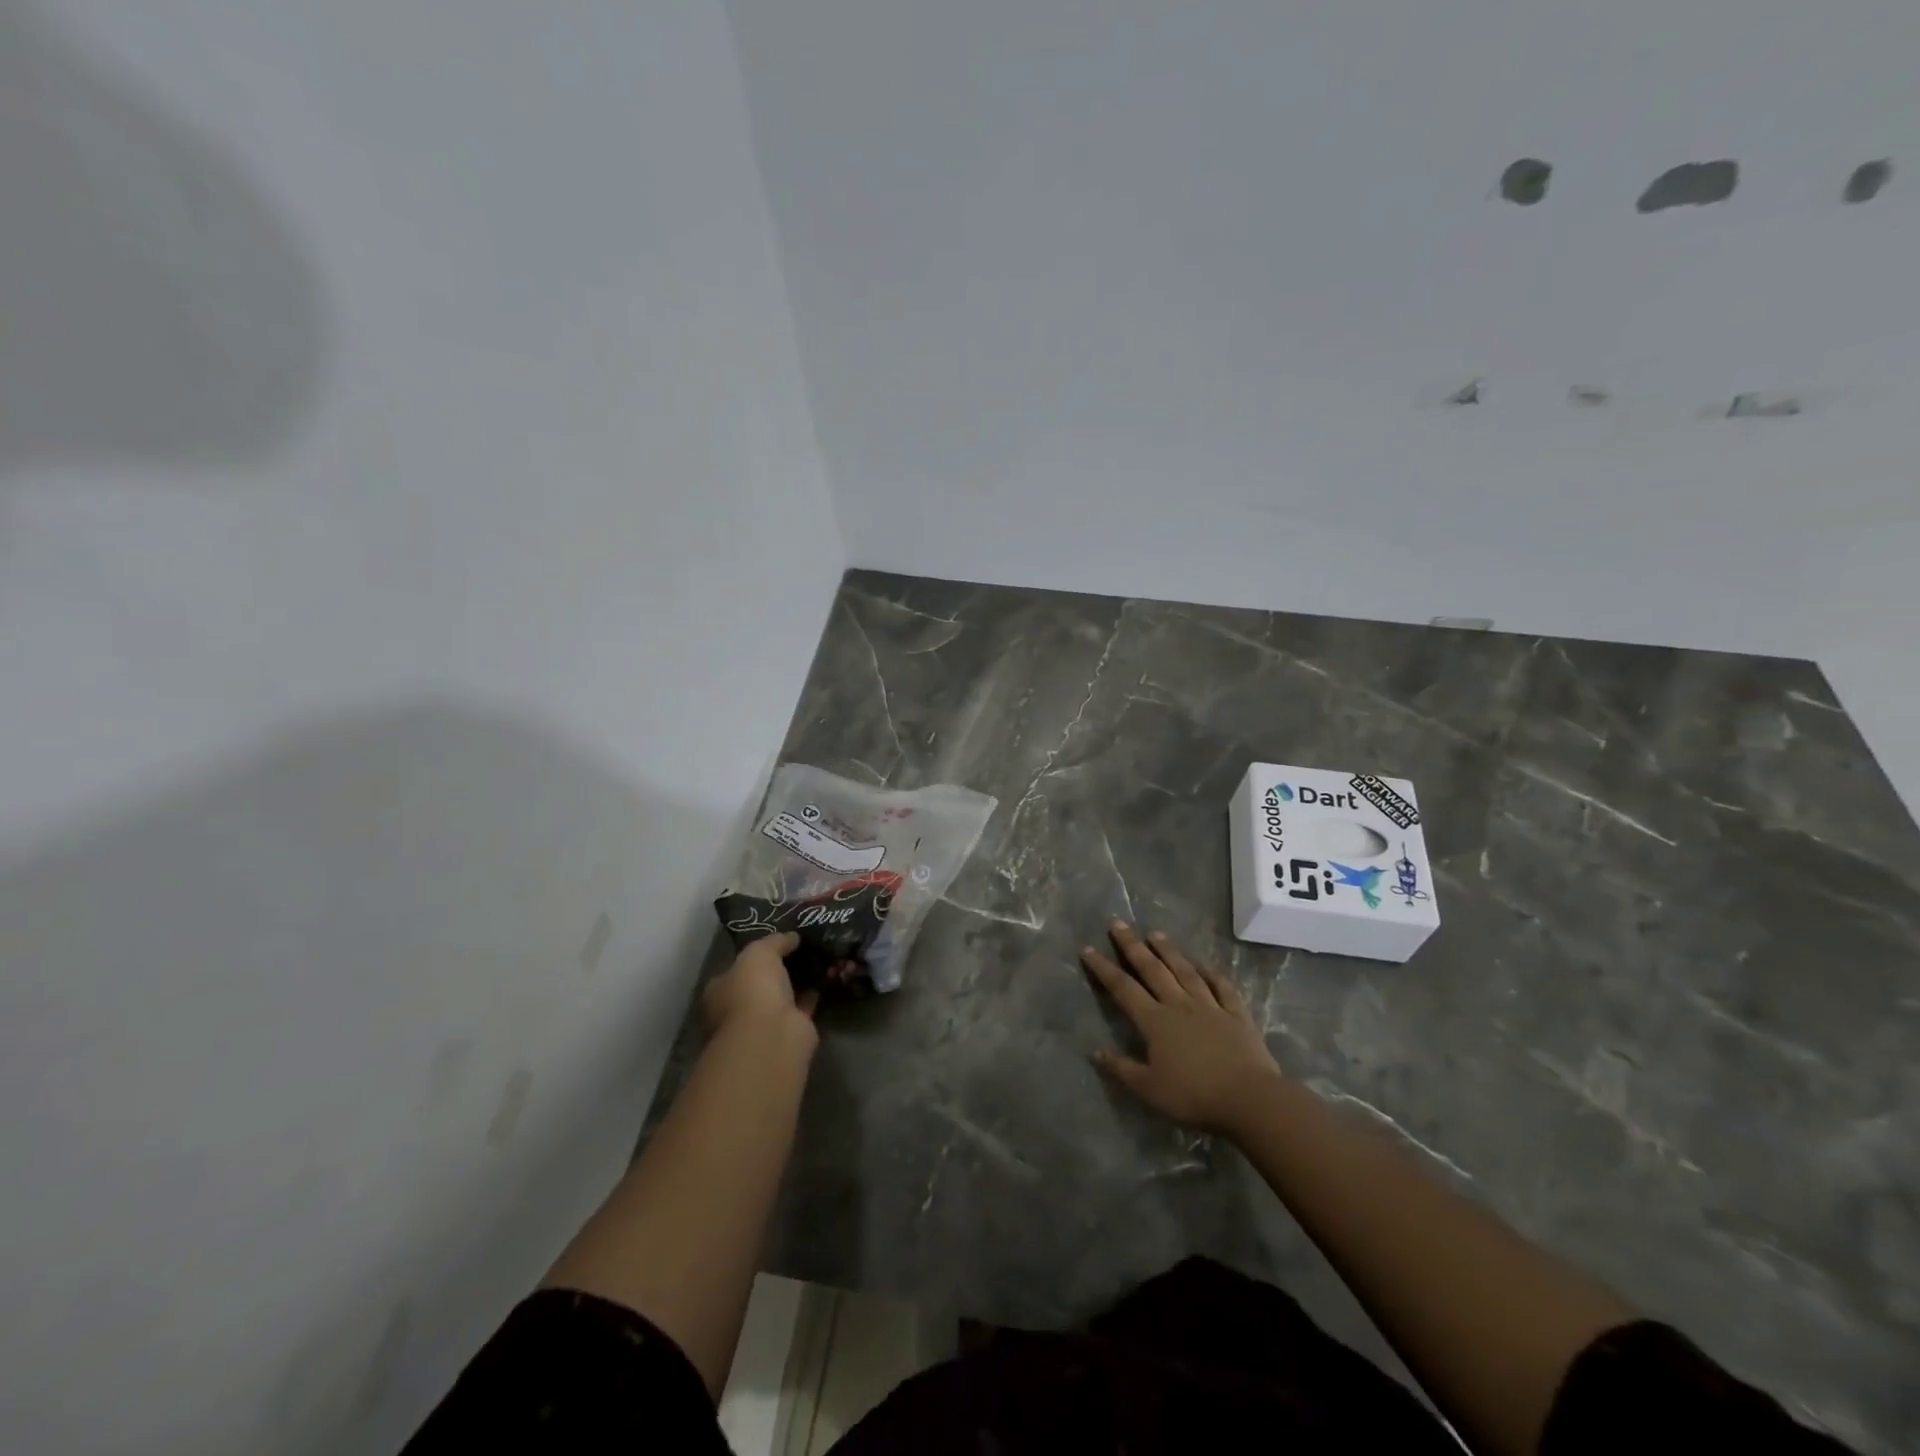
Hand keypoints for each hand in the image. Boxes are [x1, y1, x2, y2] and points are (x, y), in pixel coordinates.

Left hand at [703, 933, 817, 1046]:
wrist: (771, 1034)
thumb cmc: (753, 989)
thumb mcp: (760, 952)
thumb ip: (774, 941)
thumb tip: (791, 937)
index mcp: (720, 991)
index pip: (734, 969)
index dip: (753, 957)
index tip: (775, 943)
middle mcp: (737, 1010)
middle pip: (757, 985)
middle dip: (775, 971)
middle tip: (797, 950)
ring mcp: (762, 1024)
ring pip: (780, 998)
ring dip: (794, 984)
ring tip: (815, 961)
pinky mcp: (788, 1033)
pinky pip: (800, 1008)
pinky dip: (810, 997)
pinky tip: (824, 979)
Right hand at [1082, 922, 1280, 1136]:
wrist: (1249, 1098)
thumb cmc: (1194, 1095)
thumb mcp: (1149, 1089)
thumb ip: (1122, 1068)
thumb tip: (1095, 1052)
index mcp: (1155, 1021)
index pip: (1123, 988)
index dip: (1104, 968)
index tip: (1088, 949)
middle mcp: (1179, 1004)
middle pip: (1152, 970)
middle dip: (1132, 946)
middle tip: (1118, 924)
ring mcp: (1210, 1006)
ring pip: (1185, 971)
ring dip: (1169, 951)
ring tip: (1155, 934)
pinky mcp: (1236, 1014)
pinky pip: (1222, 987)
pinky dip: (1212, 974)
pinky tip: (1205, 965)